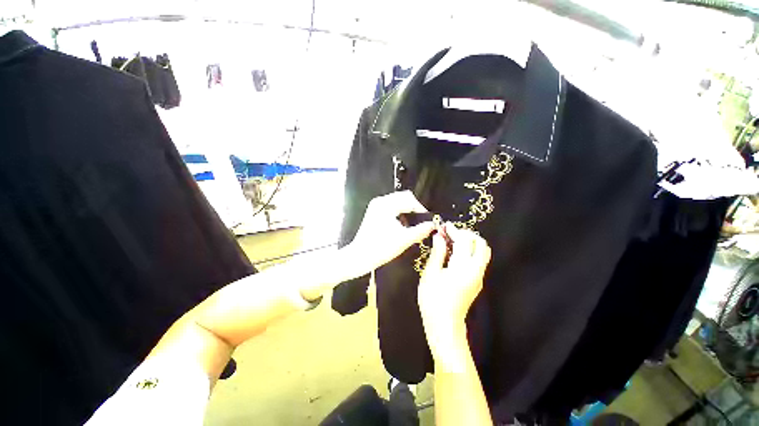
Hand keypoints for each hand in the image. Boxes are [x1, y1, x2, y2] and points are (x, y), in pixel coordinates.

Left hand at [342, 191, 434, 274]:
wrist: (360, 257)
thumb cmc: (381, 248)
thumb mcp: (404, 240)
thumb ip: (420, 231)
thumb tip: (432, 225)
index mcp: (386, 205)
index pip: (409, 199)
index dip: (421, 208)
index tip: (427, 220)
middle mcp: (380, 202)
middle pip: (403, 197)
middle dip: (414, 208)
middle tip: (421, 221)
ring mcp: (375, 206)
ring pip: (397, 202)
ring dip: (407, 210)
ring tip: (412, 223)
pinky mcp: (374, 212)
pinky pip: (391, 206)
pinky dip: (399, 212)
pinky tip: (401, 224)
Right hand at [418, 226, 490, 361]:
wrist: (444, 325)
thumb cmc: (433, 299)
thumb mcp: (431, 274)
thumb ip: (438, 253)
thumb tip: (439, 237)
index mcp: (463, 268)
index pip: (465, 241)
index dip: (455, 231)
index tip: (445, 226)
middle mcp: (476, 270)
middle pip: (481, 244)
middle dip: (468, 234)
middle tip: (451, 233)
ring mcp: (479, 277)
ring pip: (483, 252)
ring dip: (470, 242)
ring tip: (453, 241)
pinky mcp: (477, 281)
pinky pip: (479, 260)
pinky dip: (470, 251)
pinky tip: (455, 252)